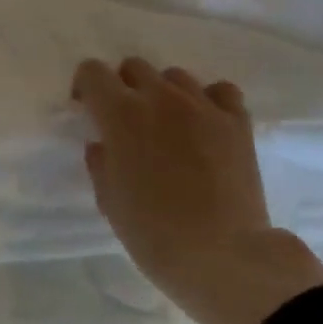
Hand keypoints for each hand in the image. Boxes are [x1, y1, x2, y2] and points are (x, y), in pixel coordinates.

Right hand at [73, 57, 322, 323]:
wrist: (224, 257)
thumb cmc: (154, 233)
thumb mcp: (109, 200)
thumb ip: (101, 162)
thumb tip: (104, 144)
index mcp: (121, 114)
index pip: (92, 72)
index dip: (85, 87)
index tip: (87, 110)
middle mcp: (160, 98)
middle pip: (134, 67)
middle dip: (124, 87)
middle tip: (126, 122)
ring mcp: (203, 107)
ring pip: (175, 76)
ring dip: (164, 93)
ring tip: (168, 125)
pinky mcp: (237, 123)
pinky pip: (220, 91)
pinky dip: (208, 101)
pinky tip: (205, 125)